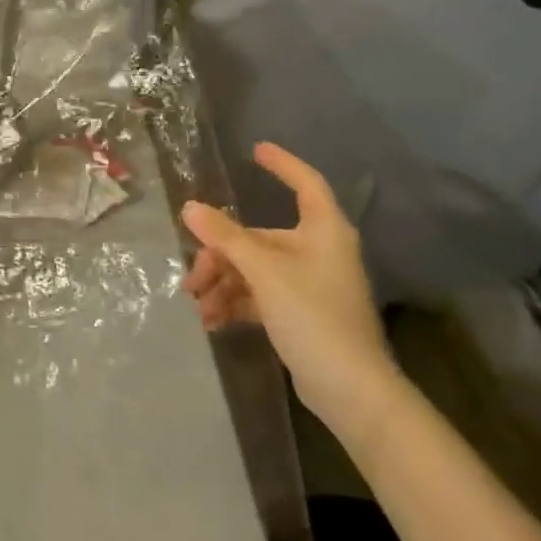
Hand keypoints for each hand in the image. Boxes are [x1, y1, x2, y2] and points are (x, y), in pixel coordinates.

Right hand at [181, 143, 400, 442]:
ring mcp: (308, 284)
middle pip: (258, 238)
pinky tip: (212, 322)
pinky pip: (258, 296)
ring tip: (199, 307)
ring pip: (253, 269)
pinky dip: (235, 303)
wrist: (350, 390)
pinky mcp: (299, 314)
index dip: (283, 164)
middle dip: (220, 256)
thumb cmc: (314, 316)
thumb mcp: (264, 272)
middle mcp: (316, 251)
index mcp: (322, 231)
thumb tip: (190, 207)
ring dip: (222, 284)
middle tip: (193, 279)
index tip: (255, 150)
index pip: (306, 184)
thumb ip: (226, 238)